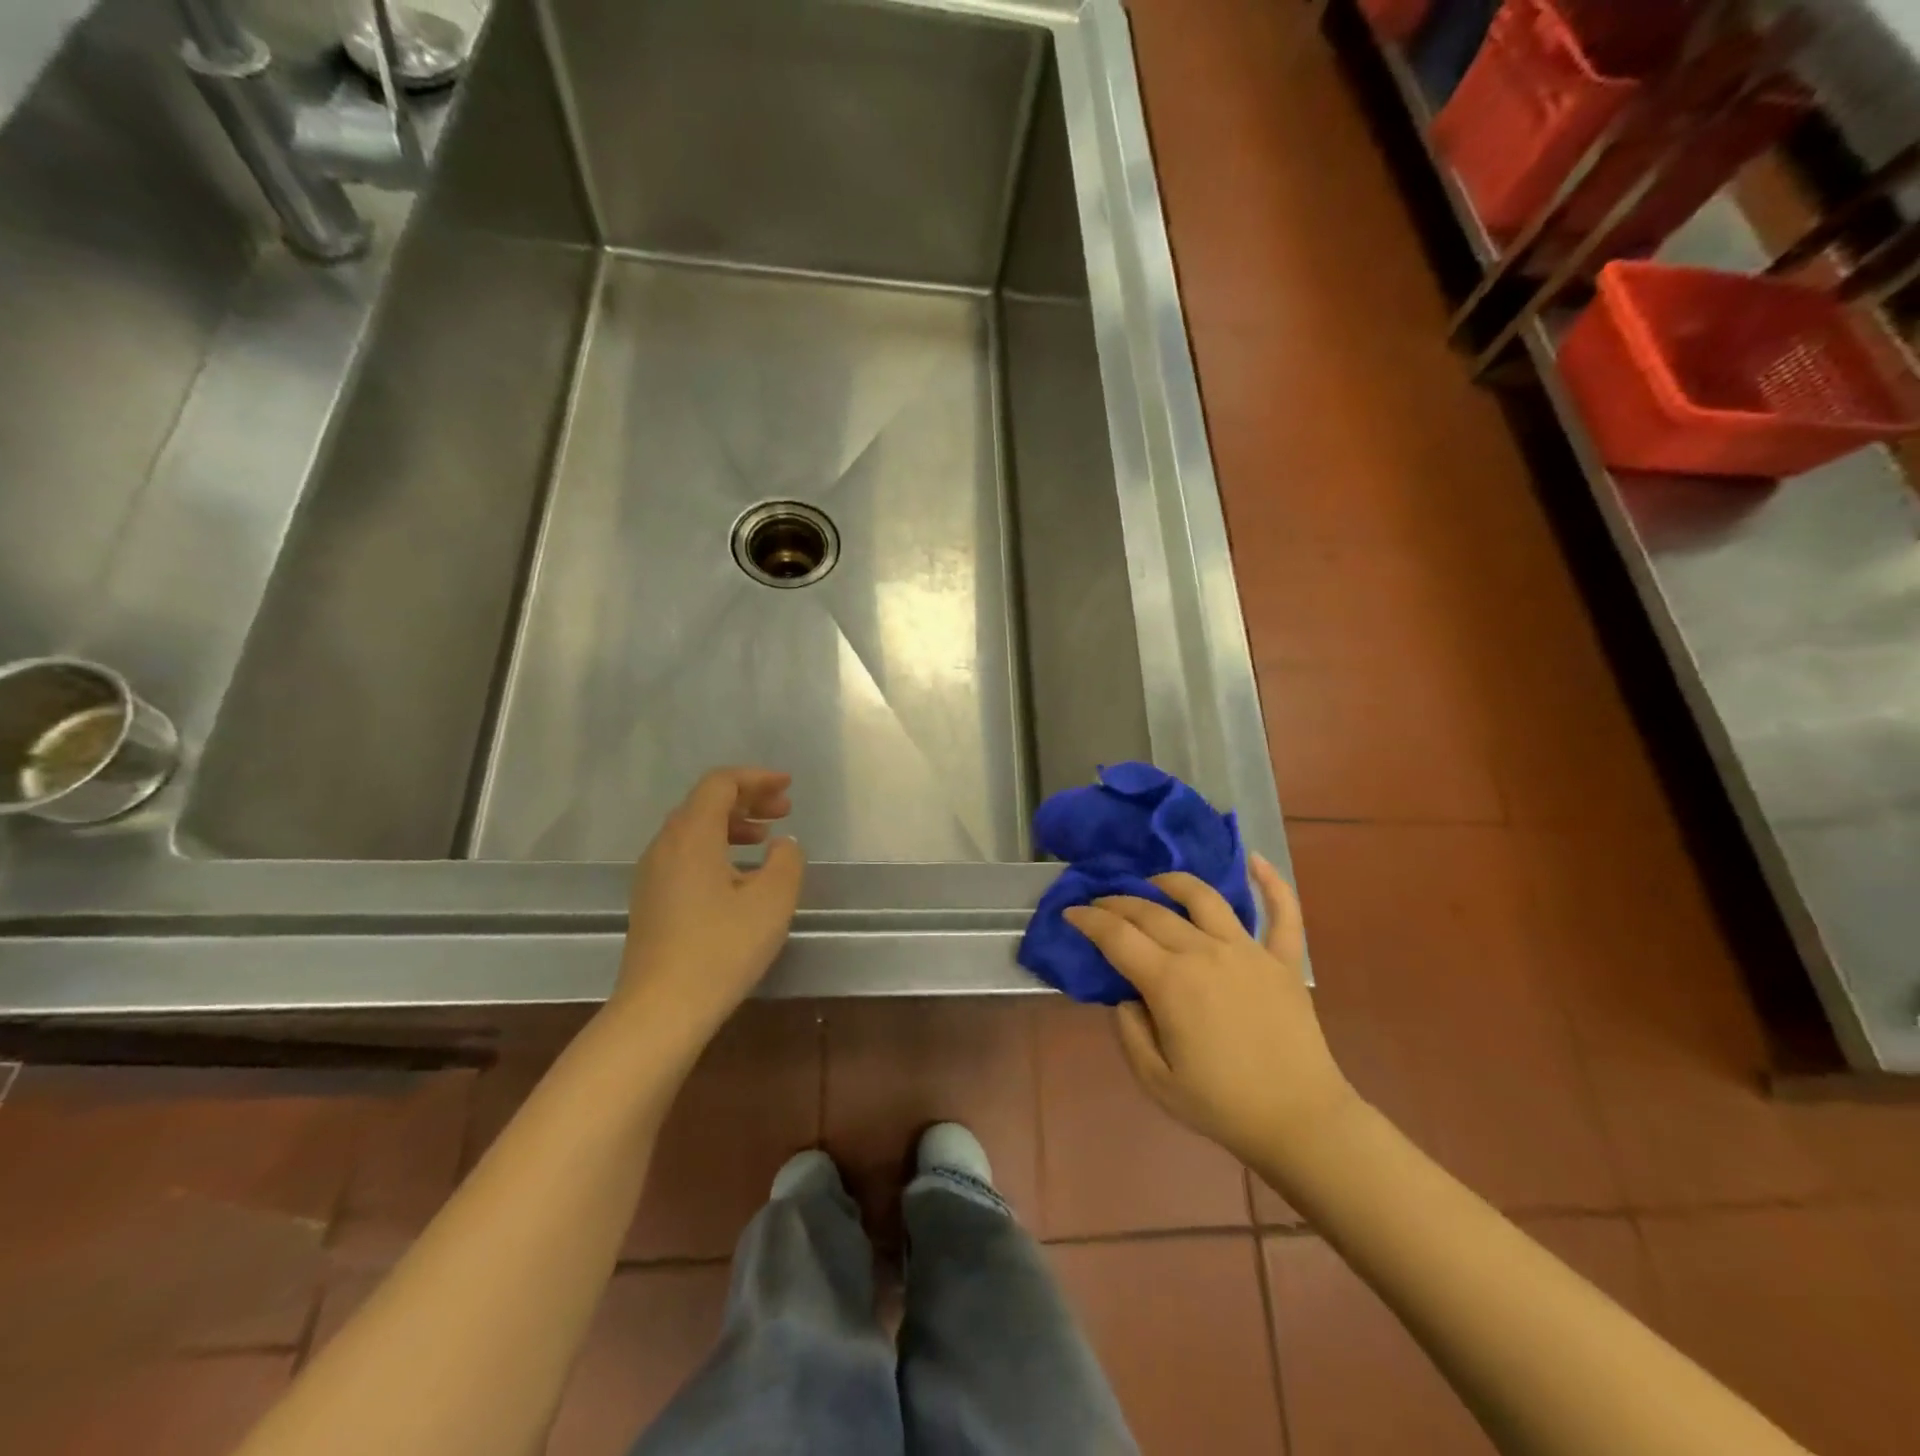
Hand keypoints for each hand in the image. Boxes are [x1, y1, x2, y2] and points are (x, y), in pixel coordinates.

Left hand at [615, 768, 804, 1045]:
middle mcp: (665, 845)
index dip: (756, 779)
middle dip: (747, 800)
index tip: (788, 787)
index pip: (720, 784)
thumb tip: (781, 844)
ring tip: (766, 840)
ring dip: (733, 825)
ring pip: (694, 830)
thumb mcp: (772, 900)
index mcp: (692, 835)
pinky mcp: (651, 900)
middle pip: (705, 803)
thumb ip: (786, 860)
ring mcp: (653, 874)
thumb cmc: (722, 948)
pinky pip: (686, 855)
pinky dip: (717, 849)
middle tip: (784, 811)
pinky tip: (740, 877)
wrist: (661, 1010)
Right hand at [1063, 856, 1355, 1166]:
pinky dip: (1271, 883)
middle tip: (1101, 903)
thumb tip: (1126, 994)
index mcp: (1170, 982)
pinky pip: (1282, 912)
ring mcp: (1247, 950)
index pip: (1117, 936)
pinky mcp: (1283, 960)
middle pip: (1152, 911)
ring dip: (1173, 882)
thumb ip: (1129, 1030)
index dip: (1088, 920)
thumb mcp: (1155, 1079)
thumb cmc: (1223, 1105)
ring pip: (1205, 897)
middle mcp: (1205, 952)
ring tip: (1156, 882)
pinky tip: (1255, 860)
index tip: (1071, 912)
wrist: (1301, 1121)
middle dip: (1119, 901)